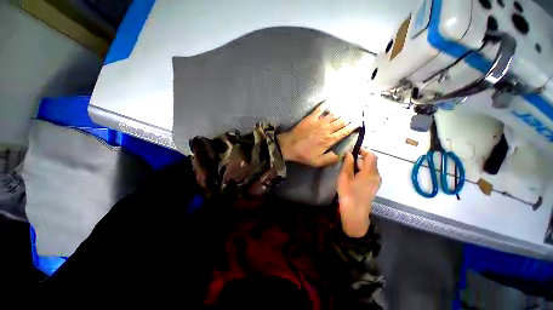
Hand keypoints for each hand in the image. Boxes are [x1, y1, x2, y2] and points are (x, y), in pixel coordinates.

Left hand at [276, 104, 356, 166]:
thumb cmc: (303, 154)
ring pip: (333, 115)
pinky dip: (325, 105)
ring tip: (346, 108)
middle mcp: (327, 129)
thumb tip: (340, 155)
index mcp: (329, 140)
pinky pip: (319, 109)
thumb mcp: (318, 162)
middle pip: (341, 122)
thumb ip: (330, 159)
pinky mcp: (311, 118)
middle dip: (349, 118)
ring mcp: (319, 122)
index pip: (344, 132)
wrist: (289, 146)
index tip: (358, 124)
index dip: (352, 127)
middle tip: (354, 115)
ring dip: (340, 112)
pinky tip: (328, 101)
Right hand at [337, 149, 381, 237]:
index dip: (363, 151)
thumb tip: (350, 153)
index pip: (371, 155)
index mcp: (370, 171)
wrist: (355, 213)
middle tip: (346, 164)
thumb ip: (348, 163)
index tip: (352, 152)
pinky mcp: (374, 187)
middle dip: (359, 160)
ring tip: (348, 172)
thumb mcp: (344, 176)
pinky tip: (353, 179)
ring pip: (370, 169)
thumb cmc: (348, 193)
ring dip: (360, 166)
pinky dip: (362, 173)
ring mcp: (376, 182)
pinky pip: (370, 175)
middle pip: (371, 162)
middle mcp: (377, 175)